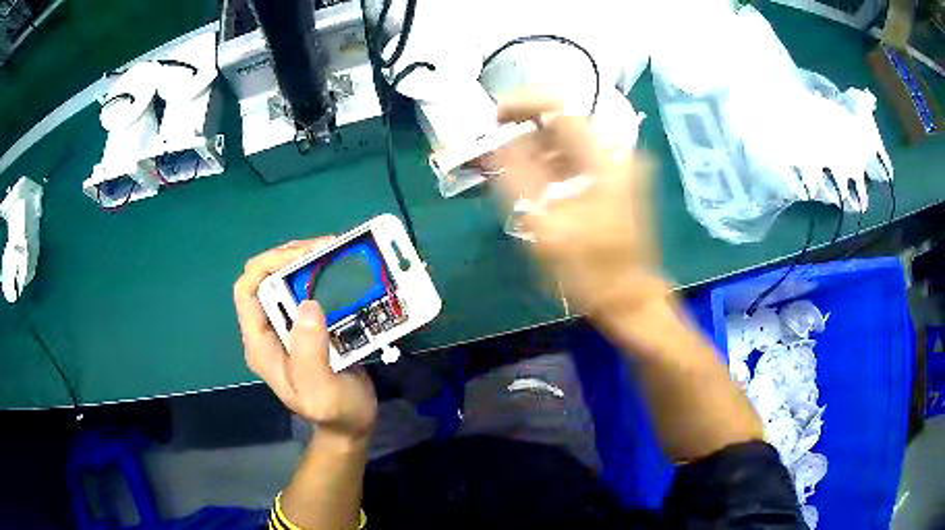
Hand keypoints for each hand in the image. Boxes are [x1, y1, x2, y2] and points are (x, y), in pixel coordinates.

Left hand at [234, 239, 377, 443]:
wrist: (351, 427)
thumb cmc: (335, 414)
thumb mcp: (321, 392)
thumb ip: (309, 354)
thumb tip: (307, 304)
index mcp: (261, 344)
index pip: (247, 290)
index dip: (268, 264)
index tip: (303, 256)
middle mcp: (270, 330)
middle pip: (267, 277)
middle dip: (293, 256)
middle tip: (327, 248)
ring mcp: (289, 328)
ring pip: (288, 281)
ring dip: (310, 262)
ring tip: (337, 254)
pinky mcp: (309, 327)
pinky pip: (310, 292)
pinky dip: (324, 277)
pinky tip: (343, 273)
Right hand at [495, 93, 669, 321]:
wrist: (630, 299)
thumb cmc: (590, 271)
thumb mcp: (547, 226)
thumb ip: (518, 178)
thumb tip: (498, 142)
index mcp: (604, 160)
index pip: (561, 106)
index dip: (523, 103)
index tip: (494, 116)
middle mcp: (616, 155)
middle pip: (564, 122)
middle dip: (525, 129)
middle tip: (494, 149)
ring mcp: (619, 168)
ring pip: (569, 141)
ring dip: (536, 148)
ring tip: (508, 168)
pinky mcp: (616, 181)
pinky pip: (577, 159)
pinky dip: (552, 164)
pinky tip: (533, 183)